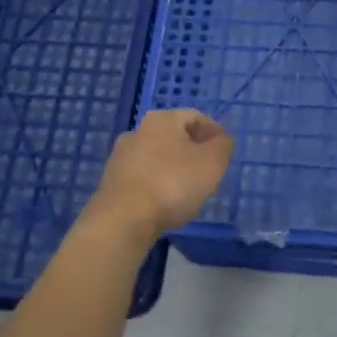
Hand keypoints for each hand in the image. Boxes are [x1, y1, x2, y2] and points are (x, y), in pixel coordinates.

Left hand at [87, 109, 234, 246]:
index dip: (215, 132)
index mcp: (162, 119)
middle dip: (193, 151)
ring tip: (188, 191)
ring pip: (157, 157)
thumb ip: (223, 145)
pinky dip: (157, 184)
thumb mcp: (213, 162)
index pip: (196, 117)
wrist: (123, 220)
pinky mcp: (111, 182)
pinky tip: (165, 203)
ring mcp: (120, 157)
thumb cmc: (173, 183)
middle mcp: (138, 130)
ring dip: (174, 168)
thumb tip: (220, 139)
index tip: (225, 153)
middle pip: (174, 136)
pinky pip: (143, 177)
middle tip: (209, 172)